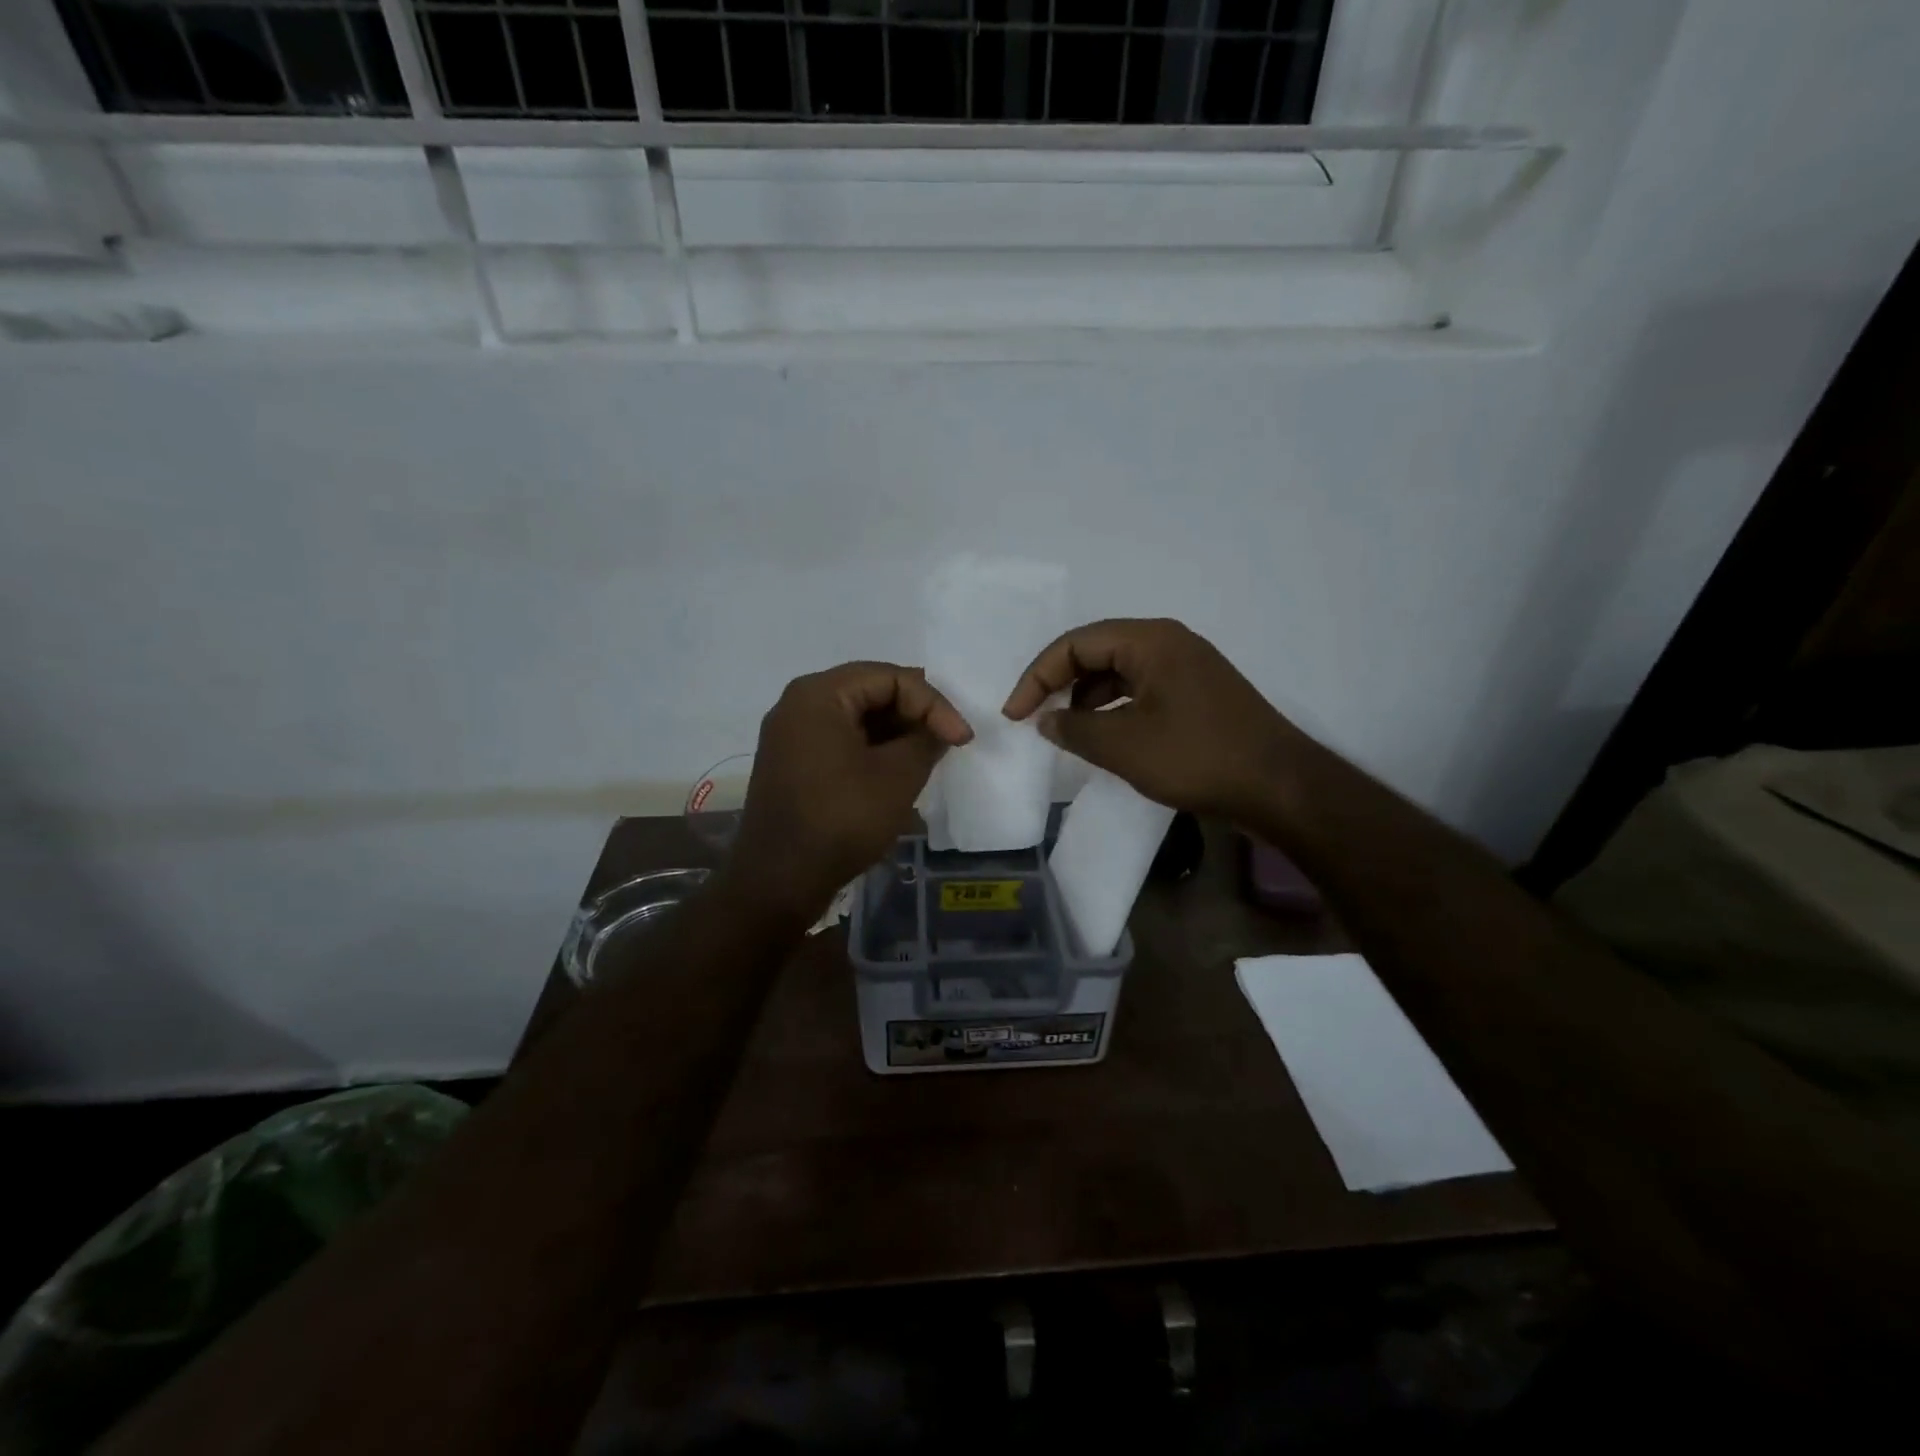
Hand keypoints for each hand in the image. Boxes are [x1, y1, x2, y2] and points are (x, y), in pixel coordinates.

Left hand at [726, 662, 972, 923]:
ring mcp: (790, 735)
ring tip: (927, 757)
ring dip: (895, 733)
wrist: (778, 881)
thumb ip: (926, 740)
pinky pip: (839, 740)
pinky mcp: (791, 762)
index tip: (961, 739)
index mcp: (818, 694)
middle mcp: (798, 704)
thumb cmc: (841, 820)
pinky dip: (872, 750)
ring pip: (856, 718)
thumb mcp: (897, 777)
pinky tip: (896, 772)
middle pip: (870, 691)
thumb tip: (939, 729)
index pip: (890, 677)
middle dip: (914, 714)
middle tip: (947, 741)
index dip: (933, 703)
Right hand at [1002, 619, 1301, 818]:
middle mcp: (1169, 643)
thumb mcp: (1123, 746)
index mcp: (1150, 641)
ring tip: (1067, 730)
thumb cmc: (1196, 757)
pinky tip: (1106, 735)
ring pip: (1119, 670)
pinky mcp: (1198, 693)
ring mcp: (1188, 667)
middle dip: (1060, 682)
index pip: (1075, 643)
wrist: (1279, 786)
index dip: (1037, 676)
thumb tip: (1047, 720)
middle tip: (1037, 717)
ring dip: (1086, 696)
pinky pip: (1142, 688)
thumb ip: (1074, 729)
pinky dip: (1115, 707)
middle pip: (1097, 650)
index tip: (1015, 714)